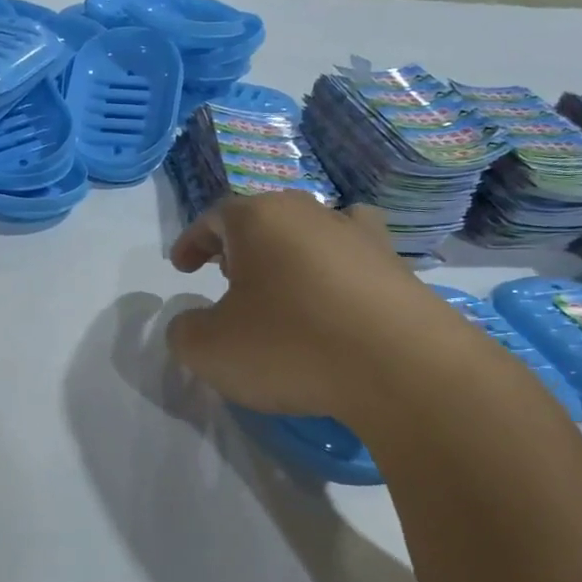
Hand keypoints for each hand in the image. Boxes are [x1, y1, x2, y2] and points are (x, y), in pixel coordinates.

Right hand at [166, 191, 488, 421]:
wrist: (401, 367)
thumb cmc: (290, 346)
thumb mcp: (209, 349)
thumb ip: (184, 331)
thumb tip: (192, 324)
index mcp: (260, 219)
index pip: (215, 218)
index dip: (192, 242)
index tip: (181, 268)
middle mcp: (311, 213)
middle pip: (265, 219)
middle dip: (239, 246)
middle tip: (226, 277)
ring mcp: (361, 237)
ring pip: (312, 234)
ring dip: (289, 256)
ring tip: (282, 288)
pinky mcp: (397, 269)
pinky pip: (353, 262)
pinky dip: (335, 276)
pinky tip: (335, 304)